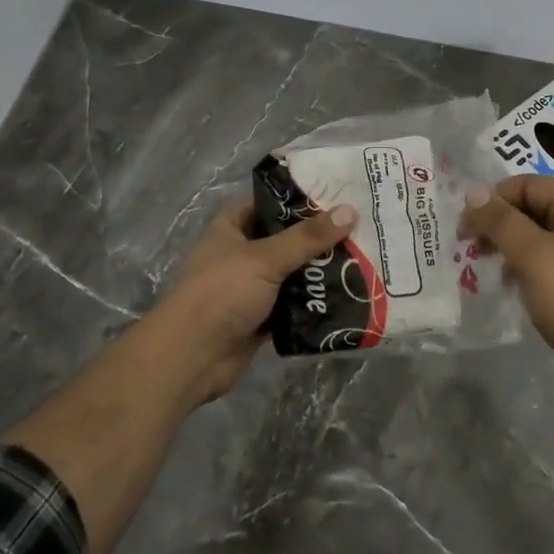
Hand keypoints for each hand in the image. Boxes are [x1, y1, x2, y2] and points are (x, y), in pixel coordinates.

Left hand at [144, 198, 355, 403]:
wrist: (191, 358)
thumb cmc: (221, 293)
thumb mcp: (265, 258)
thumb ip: (308, 237)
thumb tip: (350, 211)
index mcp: (231, 228)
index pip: (269, 203)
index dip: (299, 199)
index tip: (337, 195)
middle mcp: (240, 254)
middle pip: (285, 239)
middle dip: (317, 238)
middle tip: (360, 228)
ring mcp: (250, 288)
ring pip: (292, 273)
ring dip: (319, 271)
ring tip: (362, 259)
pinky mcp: (261, 318)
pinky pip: (293, 304)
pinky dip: (313, 302)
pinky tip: (346, 295)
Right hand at [460, 176, 553, 409]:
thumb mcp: (532, 255)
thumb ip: (500, 220)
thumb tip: (473, 192)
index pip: (526, 185)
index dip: (491, 202)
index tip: (464, 231)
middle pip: (534, 207)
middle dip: (500, 226)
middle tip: (473, 252)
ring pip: (542, 236)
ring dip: (513, 249)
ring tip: (494, 273)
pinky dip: (531, 268)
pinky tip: (518, 289)